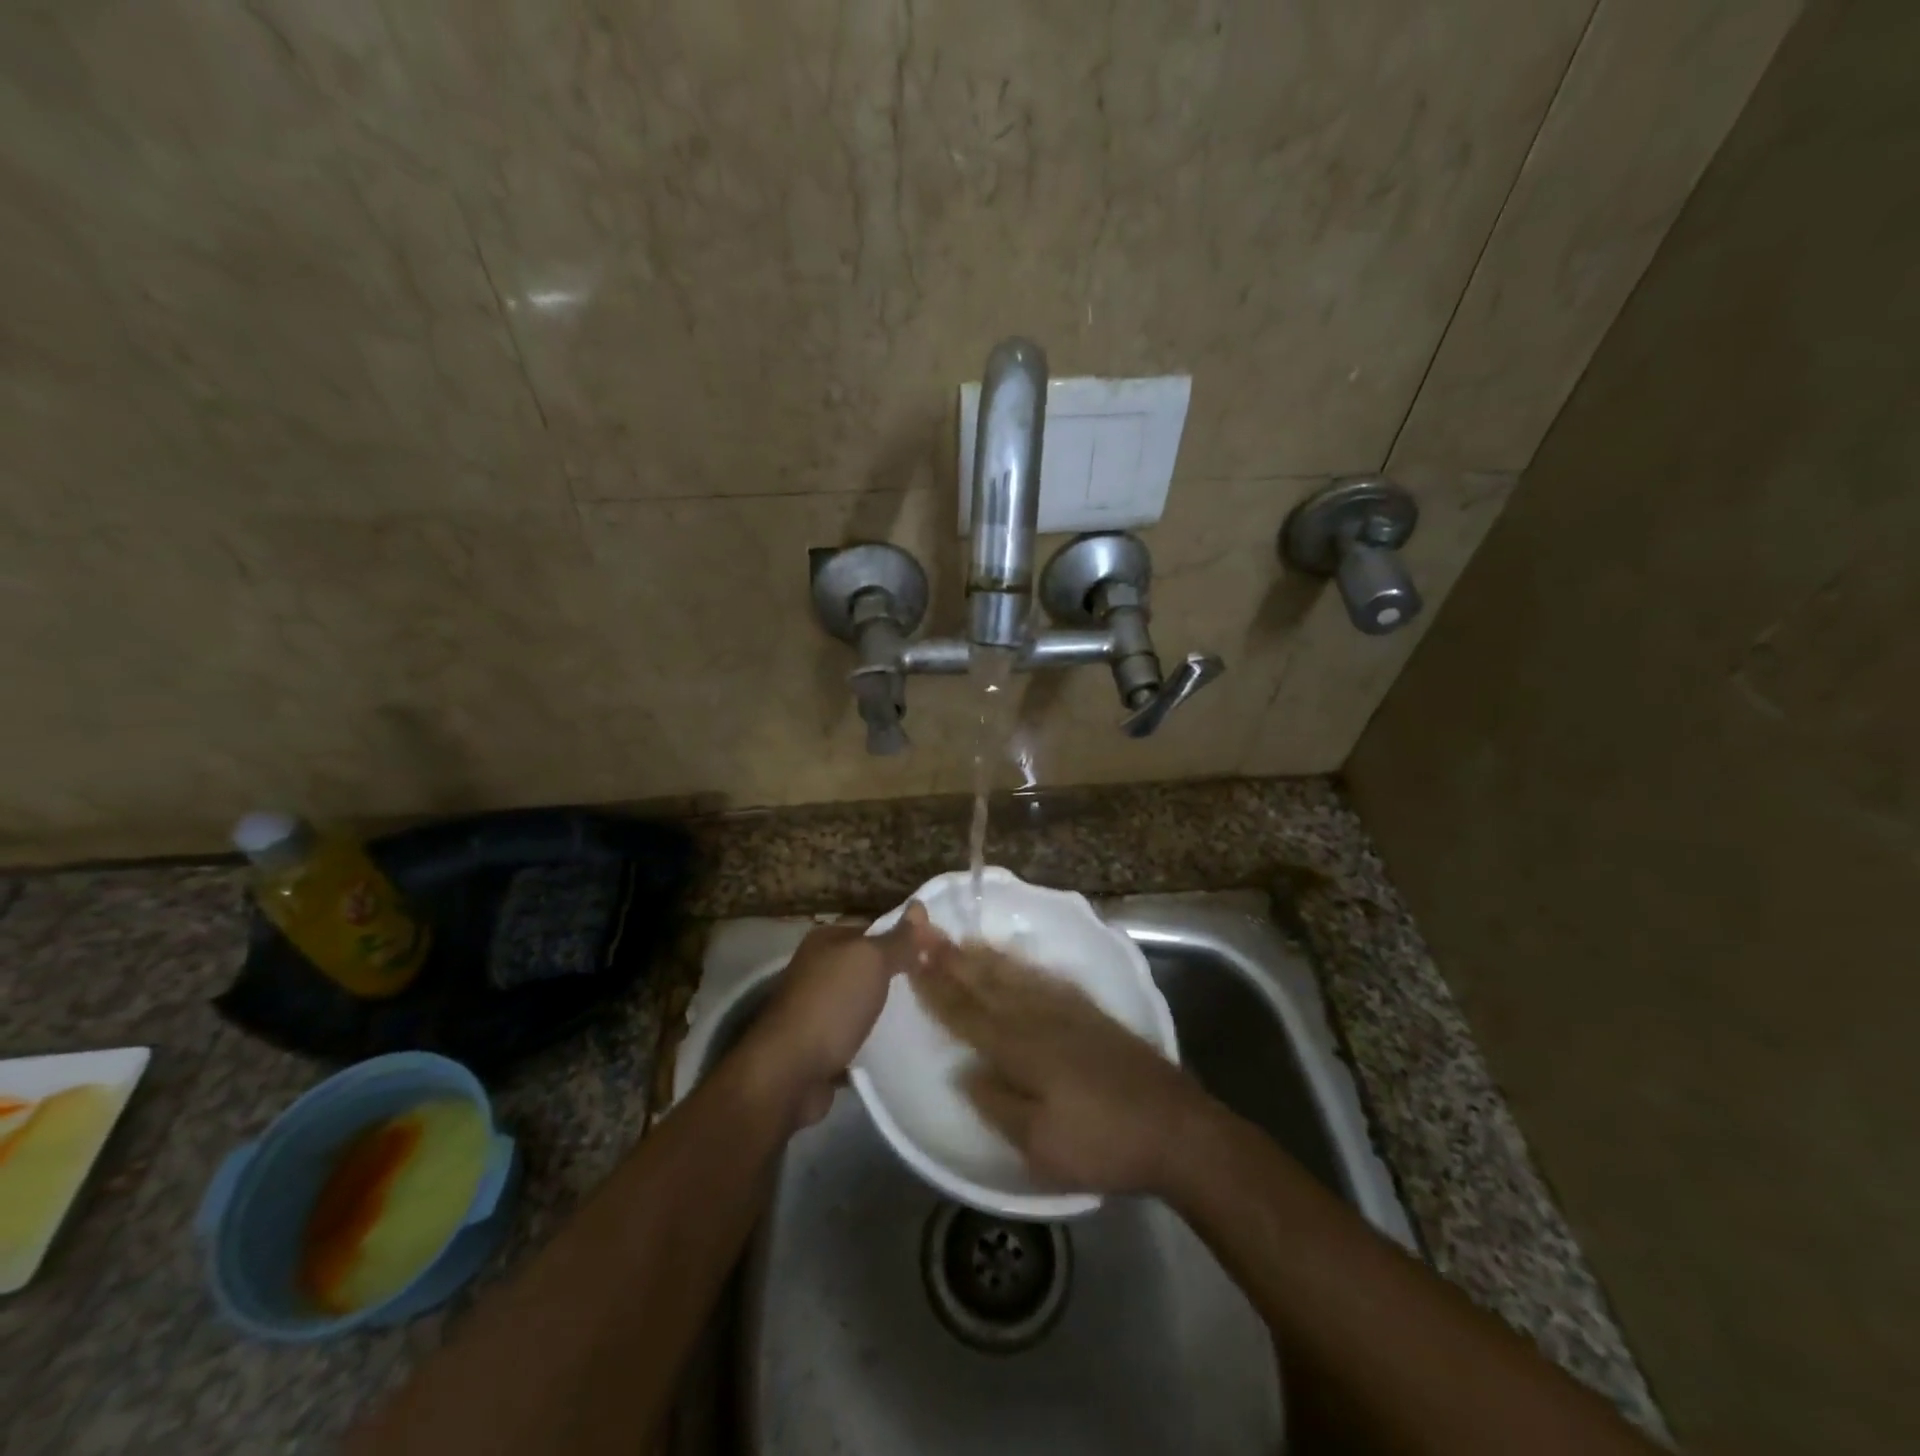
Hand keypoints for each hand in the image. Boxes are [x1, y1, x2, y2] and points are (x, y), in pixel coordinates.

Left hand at [740, 903, 944, 1126]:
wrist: (789, 1073)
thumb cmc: (831, 1004)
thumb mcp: (871, 961)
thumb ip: (898, 938)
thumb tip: (919, 905)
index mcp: (826, 940)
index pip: (875, 929)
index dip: (907, 937)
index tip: (939, 952)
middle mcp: (818, 969)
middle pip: (869, 966)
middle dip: (899, 974)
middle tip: (938, 984)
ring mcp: (817, 1008)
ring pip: (863, 1001)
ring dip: (888, 1009)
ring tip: (927, 1013)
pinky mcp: (821, 1045)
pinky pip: (857, 1034)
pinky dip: (875, 1039)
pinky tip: (901, 1045)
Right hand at [910, 941, 1210, 1194]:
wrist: (1175, 1128)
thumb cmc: (1103, 1142)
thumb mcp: (1041, 1144)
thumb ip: (998, 1104)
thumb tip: (965, 1072)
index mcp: (1020, 1049)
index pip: (968, 1015)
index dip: (938, 989)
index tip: (912, 962)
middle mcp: (1039, 1020)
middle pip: (987, 986)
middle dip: (953, 961)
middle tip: (926, 933)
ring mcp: (1067, 1012)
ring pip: (1015, 977)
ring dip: (984, 958)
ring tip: (962, 940)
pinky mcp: (1091, 1014)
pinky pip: (1046, 980)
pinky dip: (1024, 966)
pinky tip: (1017, 959)